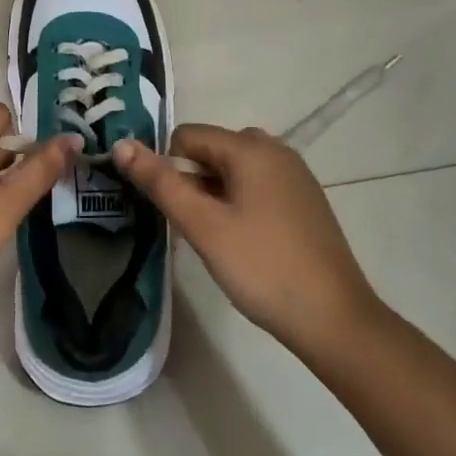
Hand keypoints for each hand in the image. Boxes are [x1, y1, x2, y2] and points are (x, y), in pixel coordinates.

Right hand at [112, 125, 384, 360]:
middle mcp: (276, 150)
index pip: (187, 136)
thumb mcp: (203, 225)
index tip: (173, 211)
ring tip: (218, 239)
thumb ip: (160, 182)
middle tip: (196, 228)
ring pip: (234, 171)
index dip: (169, 169)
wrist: (334, 319)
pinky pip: (258, 186)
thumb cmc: (262, 267)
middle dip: (193, 182)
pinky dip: (240, 204)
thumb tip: (121, 144)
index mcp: (251, 148)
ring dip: (215, 195)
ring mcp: (295, 175)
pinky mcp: (305, 200)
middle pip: (211, 150)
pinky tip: (245, 243)